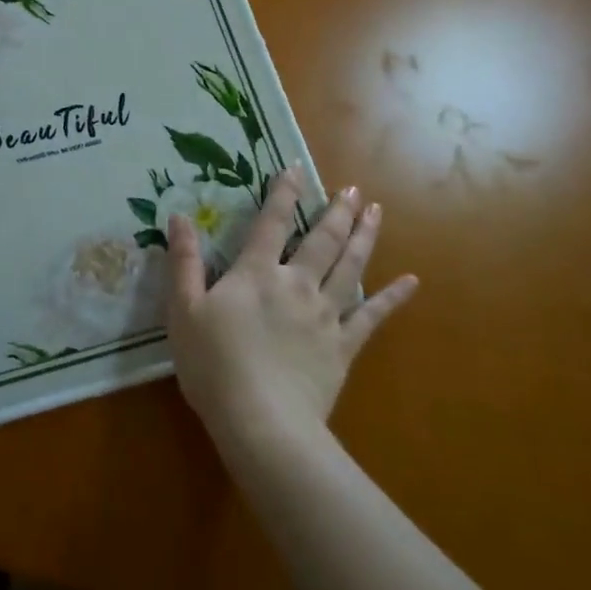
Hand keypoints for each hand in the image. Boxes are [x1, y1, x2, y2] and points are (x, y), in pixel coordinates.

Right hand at [166, 164, 416, 456]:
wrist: (262, 421)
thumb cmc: (214, 365)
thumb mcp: (183, 311)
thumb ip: (184, 262)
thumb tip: (179, 217)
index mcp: (256, 273)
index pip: (271, 222)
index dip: (283, 193)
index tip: (296, 167)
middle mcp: (296, 283)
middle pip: (321, 239)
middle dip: (336, 211)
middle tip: (352, 189)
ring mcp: (325, 314)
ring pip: (349, 266)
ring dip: (363, 236)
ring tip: (375, 212)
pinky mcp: (343, 346)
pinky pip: (372, 316)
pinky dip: (393, 298)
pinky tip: (411, 282)